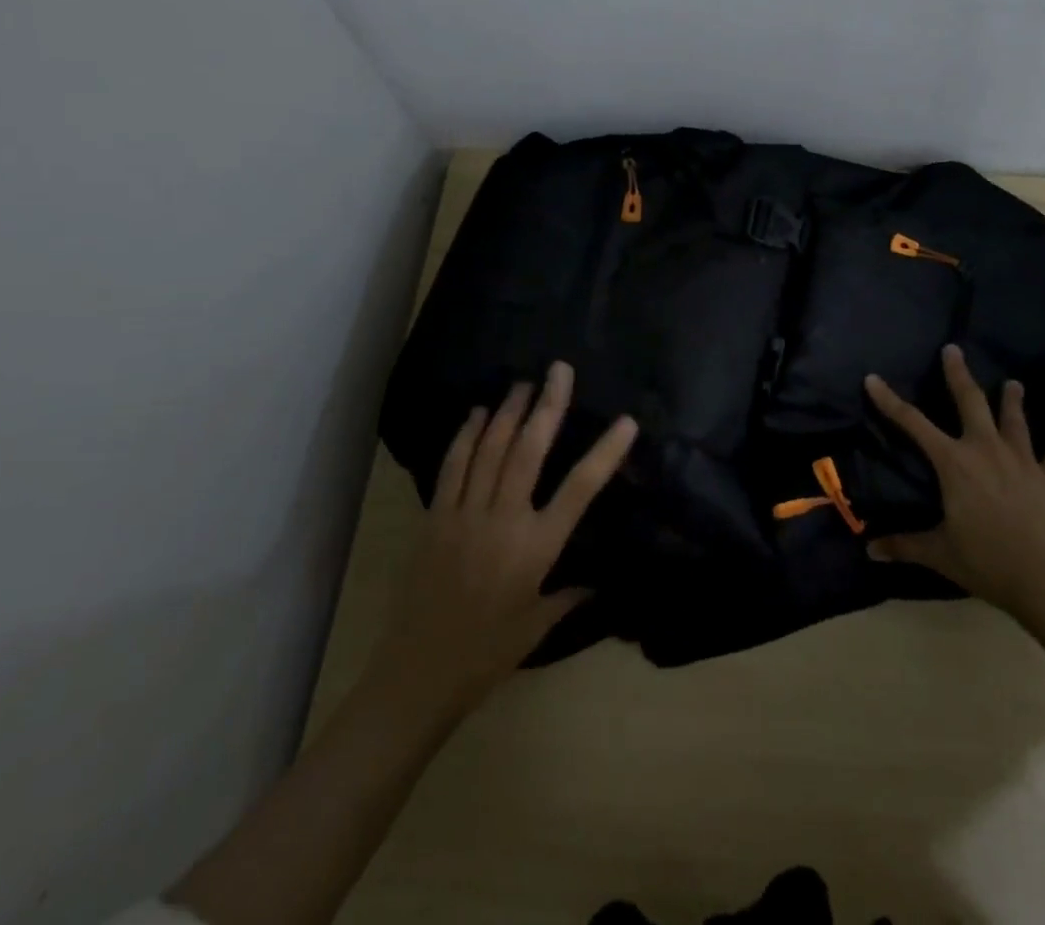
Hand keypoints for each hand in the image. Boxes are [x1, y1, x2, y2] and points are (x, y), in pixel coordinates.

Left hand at [373, 361, 636, 718]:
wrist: (418, 674)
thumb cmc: (487, 654)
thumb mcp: (537, 627)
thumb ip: (570, 595)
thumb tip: (598, 580)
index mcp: (536, 548)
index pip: (580, 489)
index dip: (605, 452)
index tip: (626, 422)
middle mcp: (504, 520)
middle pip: (529, 451)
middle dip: (548, 406)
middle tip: (558, 370)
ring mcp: (465, 514)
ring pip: (490, 450)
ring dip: (509, 412)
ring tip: (523, 383)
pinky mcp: (435, 517)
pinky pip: (453, 466)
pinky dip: (466, 435)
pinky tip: (477, 413)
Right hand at [863, 344, 1044, 618]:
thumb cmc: (987, 561)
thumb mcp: (940, 553)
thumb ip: (904, 546)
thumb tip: (869, 551)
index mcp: (954, 463)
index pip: (913, 423)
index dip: (889, 400)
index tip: (873, 378)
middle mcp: (986, 449)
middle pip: (970, 402)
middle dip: (959, 374)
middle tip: (953, 349)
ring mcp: (1022, 460)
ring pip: (1014, 420)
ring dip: (1012, 400)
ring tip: (1013, 383)